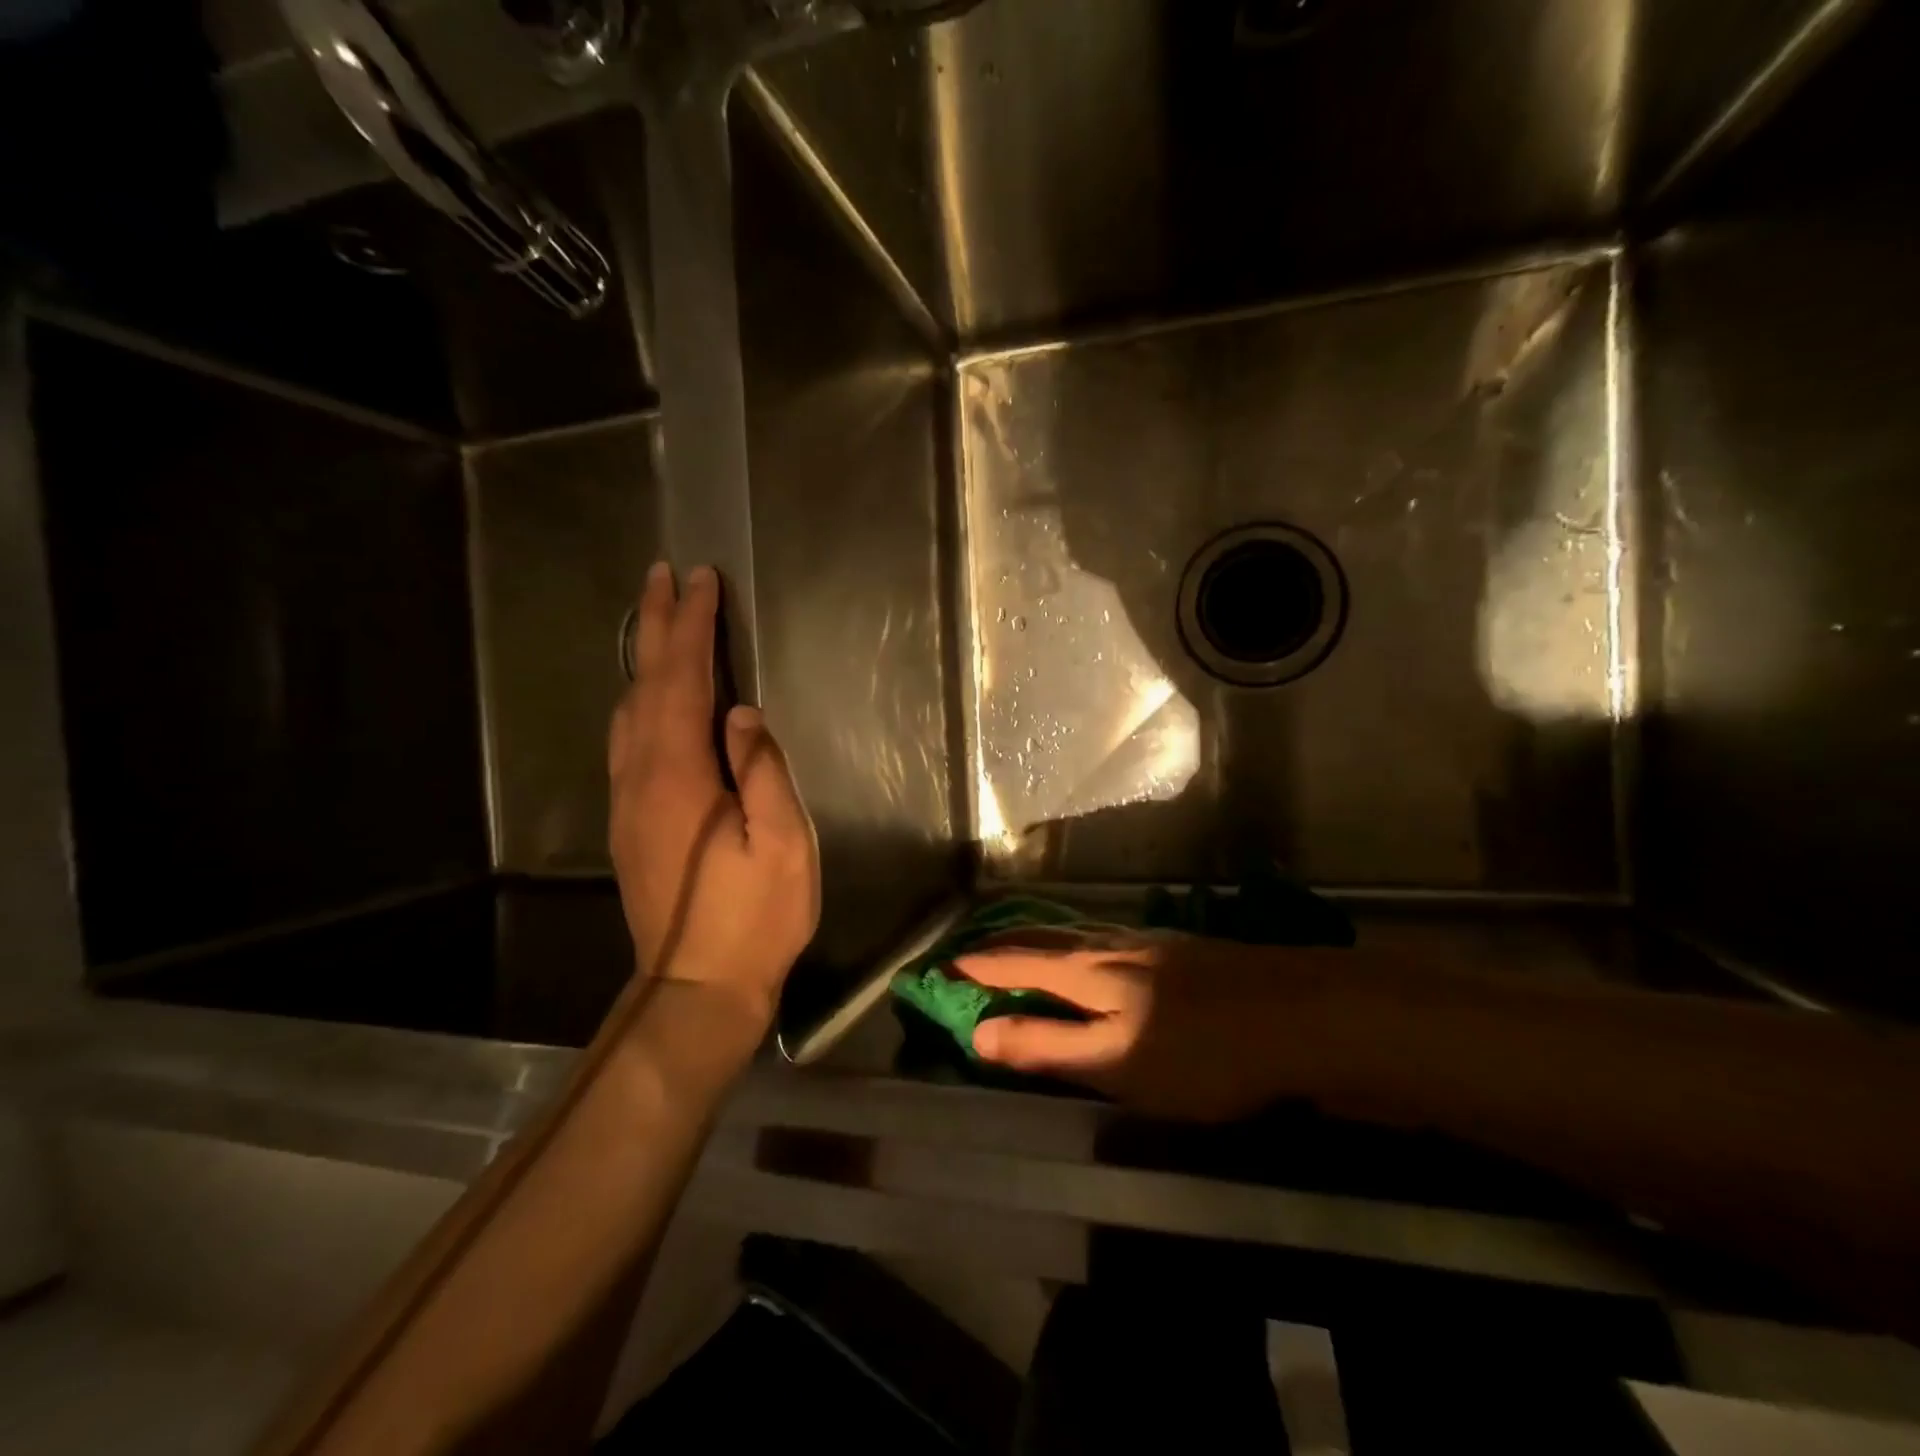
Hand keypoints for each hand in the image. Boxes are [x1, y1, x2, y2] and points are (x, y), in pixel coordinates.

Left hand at [608, 563, 819, 1031]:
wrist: (697, 987)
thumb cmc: (754, 917)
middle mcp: (641, 777)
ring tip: (654, 620)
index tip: (702, 581)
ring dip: (643, 659)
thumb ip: (762, 773)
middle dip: (656, 626)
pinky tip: (648, 694)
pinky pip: (628, 739)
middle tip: (663, 576)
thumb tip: (740, 713)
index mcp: (679, 777)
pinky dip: (639, 698)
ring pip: (629, 711)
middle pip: (645, 685)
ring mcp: (628, 800)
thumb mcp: (783, 845)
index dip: (693, 628)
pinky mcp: (630, 821)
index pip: (683, 682)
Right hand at [958, 935, 1342, 1121]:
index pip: (1014, 963)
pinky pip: (1106, 940)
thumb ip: (1048, 1047)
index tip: (937, 967)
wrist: (1304, 1015)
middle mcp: (1110, 946)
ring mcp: (1148, 943)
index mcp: (1088, 973)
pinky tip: (1095, 953)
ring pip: (1076, 935)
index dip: (974, 966)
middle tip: (968, 948)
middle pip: (1042, 938)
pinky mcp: (1178, 951)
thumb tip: (979, 1032)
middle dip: (1000, 943)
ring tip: (1018, 945)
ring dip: (1037, 939)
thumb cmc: (1206, 1053)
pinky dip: (1077, 944)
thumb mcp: (1118, 1066)